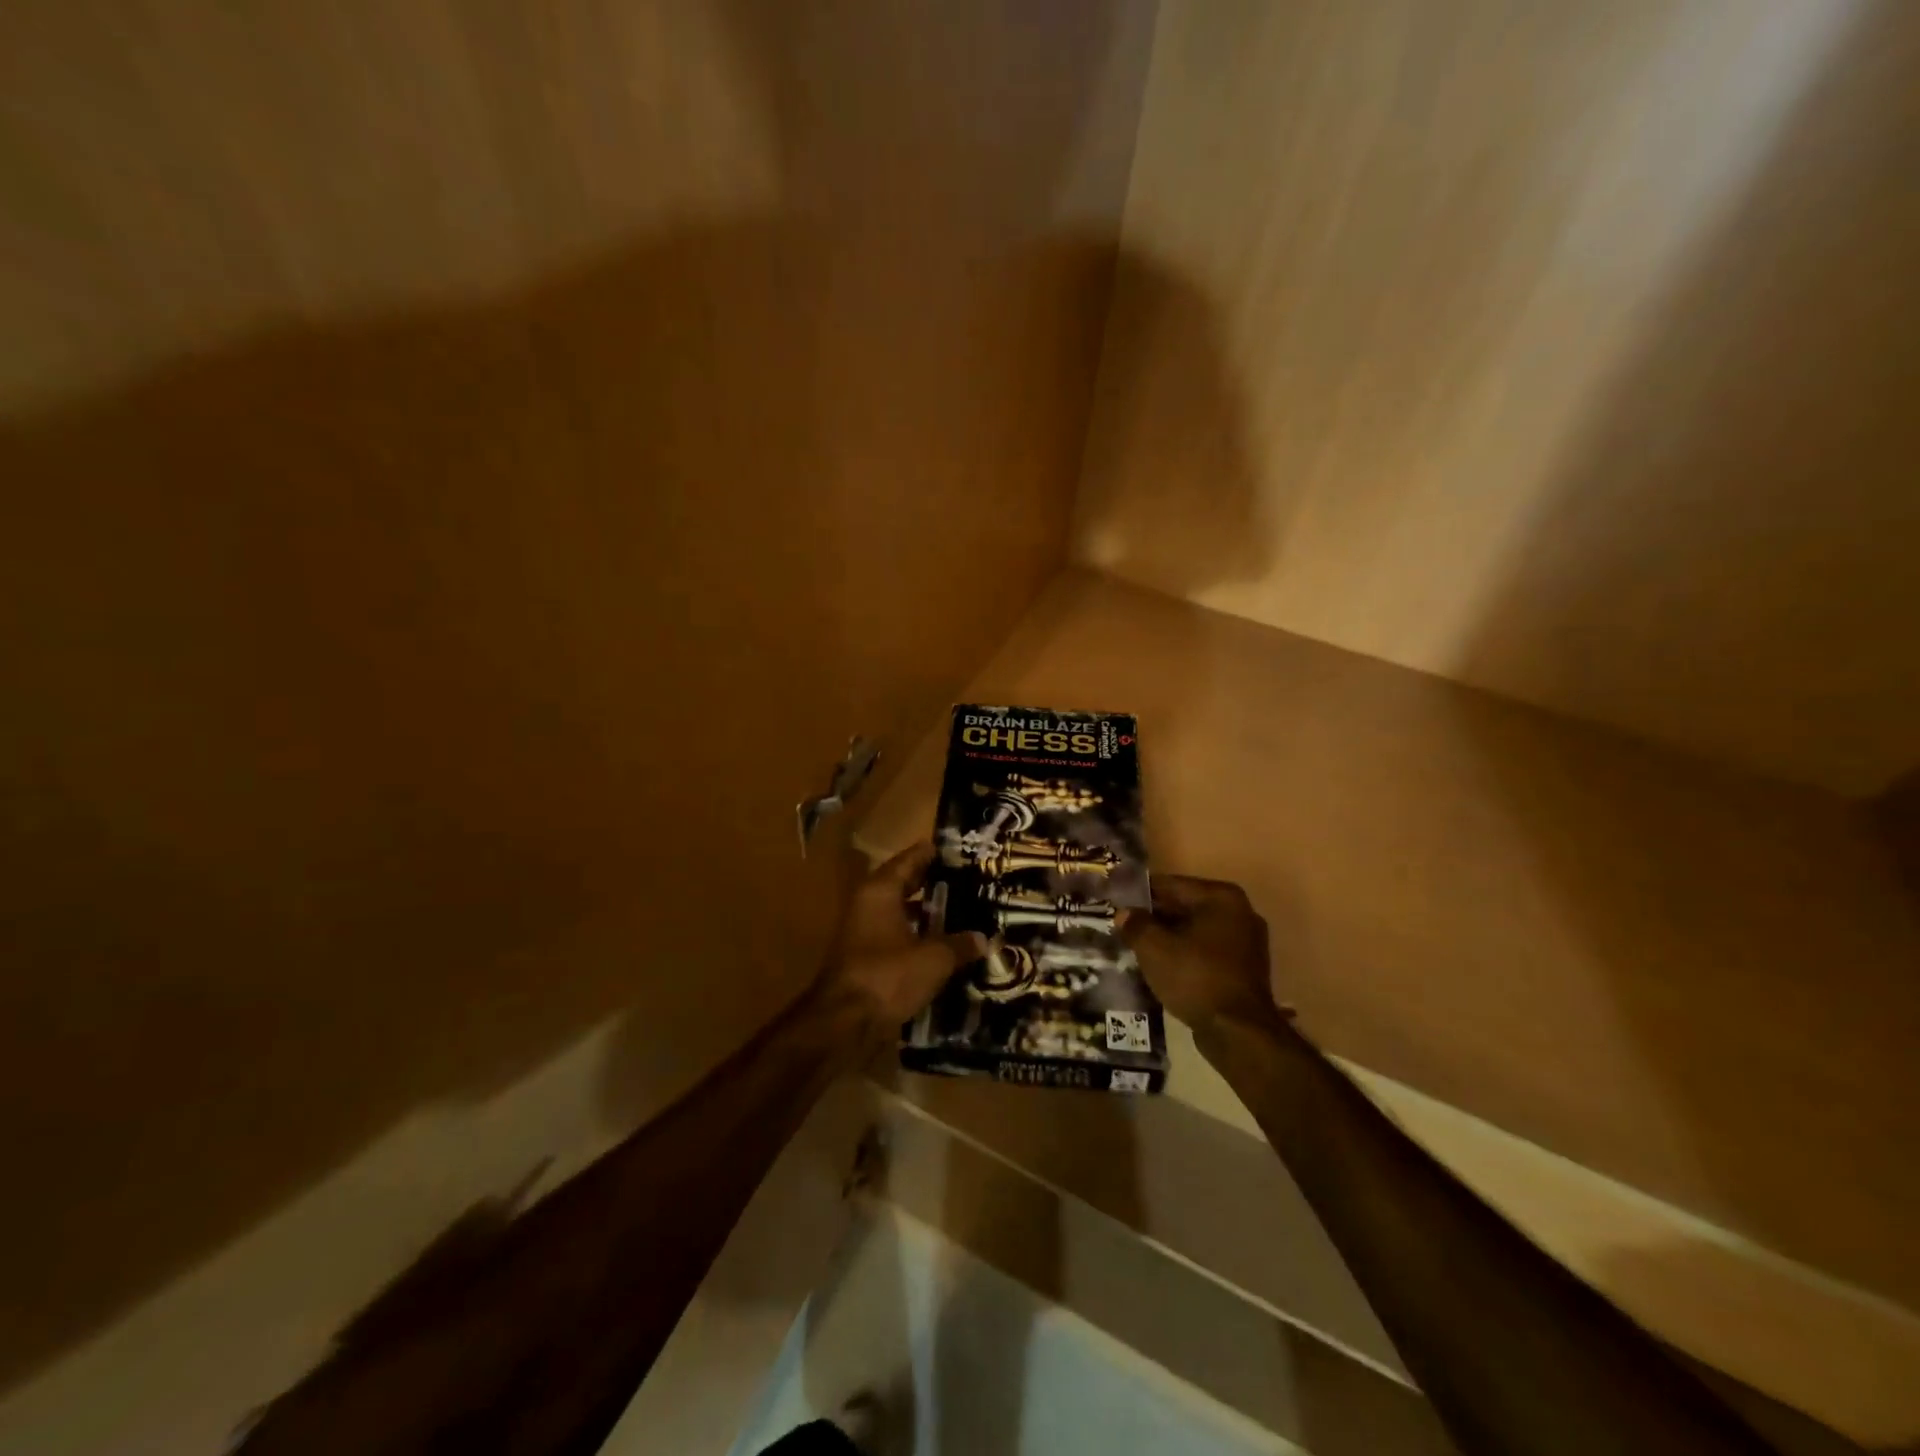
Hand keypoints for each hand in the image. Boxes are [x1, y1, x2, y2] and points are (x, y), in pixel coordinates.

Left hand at [816, 842, 986, 1048]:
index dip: (936, 854)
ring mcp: (865, 931)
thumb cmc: (888, 976)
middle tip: (972, 881)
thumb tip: (984, 939)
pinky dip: (919, 936)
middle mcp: (869, 903)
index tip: (965, 851)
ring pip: (903, 911)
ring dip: (929, 912)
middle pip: (906, 884)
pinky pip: (899, 936)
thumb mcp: (934, 959)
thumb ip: (960, 944)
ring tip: (966, 912)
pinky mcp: (867, 958)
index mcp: (880, 890)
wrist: (845, 1023)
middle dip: (936, 883)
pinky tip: (946, 944)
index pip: (911, 859)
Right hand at [1121, 875, 1286, 1035]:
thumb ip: (1136, 925)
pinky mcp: (1244, 970)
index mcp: (1221, 897)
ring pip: (1195, 932)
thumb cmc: (1196, 977)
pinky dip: (1185, 956)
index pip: (1171, 885)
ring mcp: (1246, 943)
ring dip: (1169, 938)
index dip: (1140, 893)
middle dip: (1155, 917)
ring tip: (1137, 947)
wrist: (1238, 1032)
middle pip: (1185, 907)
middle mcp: (1239, 913)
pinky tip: (1161, 967)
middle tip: (1123, 926)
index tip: (1117, 902)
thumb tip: (1124, 914)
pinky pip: (1206, 953)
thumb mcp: (1154, 948)